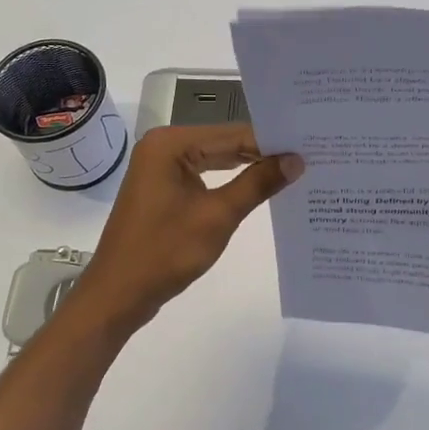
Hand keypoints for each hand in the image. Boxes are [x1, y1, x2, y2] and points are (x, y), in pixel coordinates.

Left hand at [72, 124, 301, 331]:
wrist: (117, 295)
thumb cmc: (164, 252)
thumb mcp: (218, 216)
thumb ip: (258, 183)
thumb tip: (296, 159)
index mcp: (171, 144)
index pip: (233, 134)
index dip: (272, 141)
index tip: (311, 146)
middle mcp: (164, 147)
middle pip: (224, 143)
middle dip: (262, 153)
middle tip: (308, 156)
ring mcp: (161, 168)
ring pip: (215, 160)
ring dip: (249, 168)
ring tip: (293, 170)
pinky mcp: (163, 189)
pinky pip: (204, 176)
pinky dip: (230, 183)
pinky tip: (259, 188)